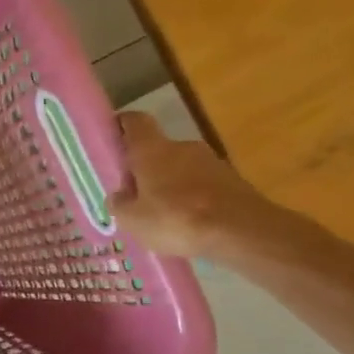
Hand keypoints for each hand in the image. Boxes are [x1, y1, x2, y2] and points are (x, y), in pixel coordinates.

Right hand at [111, 112, 290, 259]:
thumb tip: (118, 195)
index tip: (113, 140)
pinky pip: (203, 185)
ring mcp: (211, 162)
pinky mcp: (233, 180)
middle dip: (146, 169)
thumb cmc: (176, 219)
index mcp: (152, 150)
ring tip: (164, 216)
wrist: (241, 231)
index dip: (122, 126)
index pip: (134, 122)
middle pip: (158, 150)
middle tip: (136, 196)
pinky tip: (190, 224)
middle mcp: (182, 147)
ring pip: (182, 168)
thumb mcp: (133, 220)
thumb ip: (120, 205)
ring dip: (171, 186)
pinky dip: (194, 199)